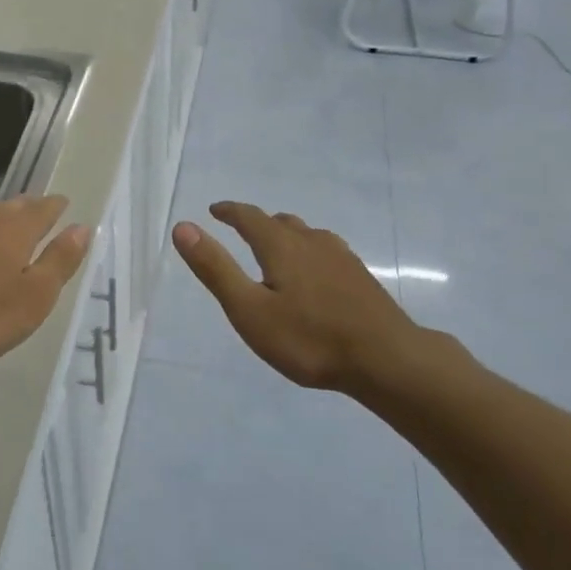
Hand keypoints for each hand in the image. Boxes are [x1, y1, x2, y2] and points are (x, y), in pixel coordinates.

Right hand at [172, 202, 425, 391]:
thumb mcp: (250, 309)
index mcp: (281, 245)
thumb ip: (216, 269)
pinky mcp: (360, 277)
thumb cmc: (309, 338)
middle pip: (280, 222)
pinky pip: (325, 252)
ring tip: (276, 251)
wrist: (387, 359)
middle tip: (241, 231)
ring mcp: (340, 257)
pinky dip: (309, 253)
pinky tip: (315, 275)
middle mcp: (311, 241)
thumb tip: (183, 227)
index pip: (249, 217)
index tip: (215, 210)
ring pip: (306, 235)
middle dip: (258, 223)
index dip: (229, 212)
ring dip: (286, 236)